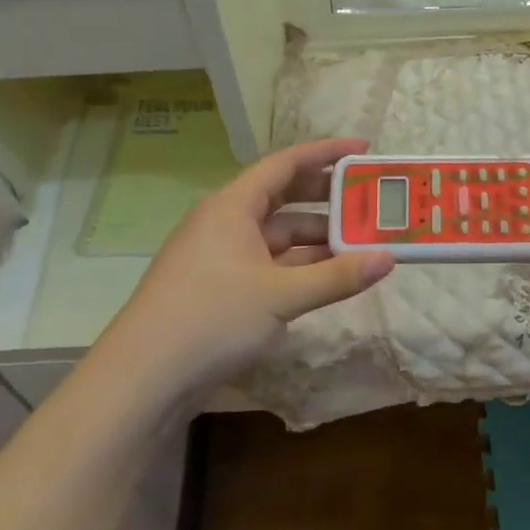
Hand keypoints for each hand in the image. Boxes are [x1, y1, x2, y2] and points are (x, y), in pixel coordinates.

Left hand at [93, 139, 393, 397]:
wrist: (142, 380)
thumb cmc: (211, 319)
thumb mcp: (281, 297)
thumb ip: (337, 277)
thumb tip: (387, 259)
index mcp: (232, 206)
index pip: (285, 164)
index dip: (325, 153)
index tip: (362, 149)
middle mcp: (225, 223)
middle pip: (282, 197)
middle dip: (325, 196)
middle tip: (366, 197)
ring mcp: (220, 257)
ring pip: (277, 235)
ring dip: (315, 237)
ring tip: (358, 241)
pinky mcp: (219, 289)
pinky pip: (268, 264)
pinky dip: (298, 266)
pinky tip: (326, 276)